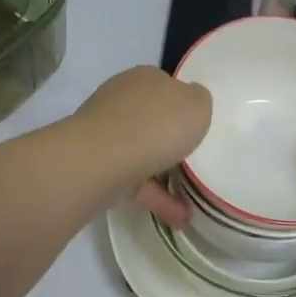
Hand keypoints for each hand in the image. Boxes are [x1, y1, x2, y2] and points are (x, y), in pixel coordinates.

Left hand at [74, 66, 210, 226]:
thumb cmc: (156, 124)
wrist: (103, 160)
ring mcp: (104, 133)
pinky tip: (180, 218)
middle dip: (168, 136)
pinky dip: (157, 198)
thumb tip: (192, 99)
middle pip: (149, 118)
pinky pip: (134, 181)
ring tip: (193, 197)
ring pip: (140, 151)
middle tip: (195, 157)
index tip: (198, 124)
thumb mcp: (197, 104)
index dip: (182, 102)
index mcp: (143, 78)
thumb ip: (198, 101)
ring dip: (164, 173)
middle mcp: (120, 100)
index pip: (164, 85)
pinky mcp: (97, 165)